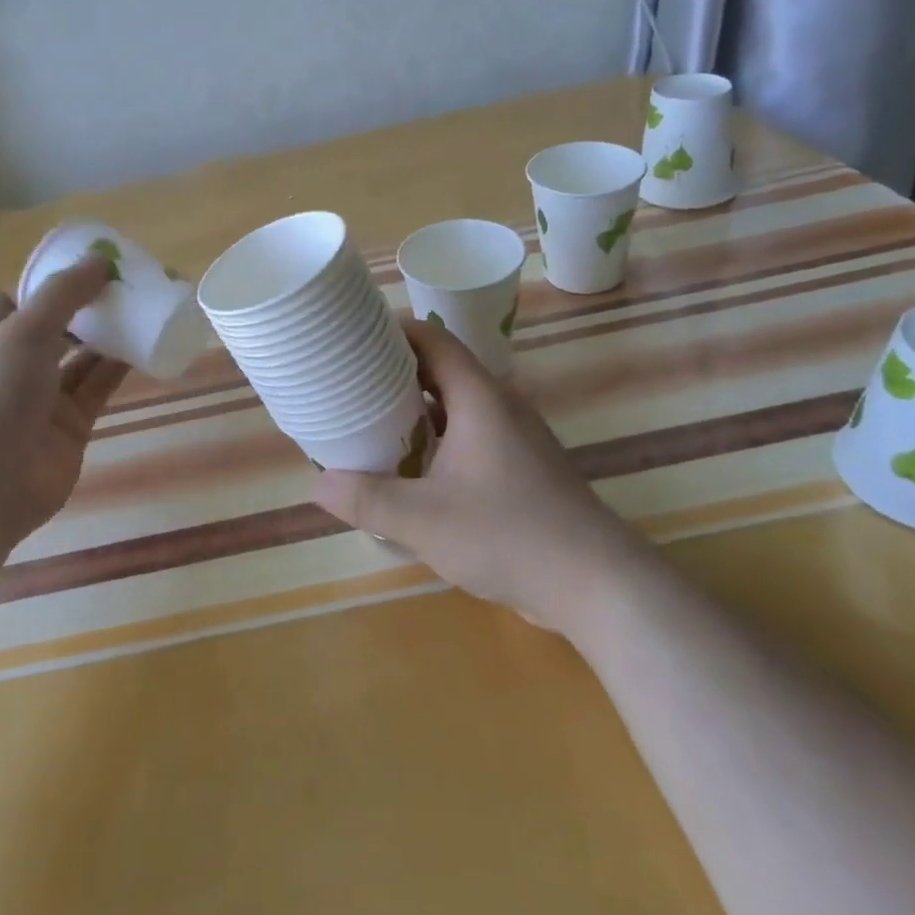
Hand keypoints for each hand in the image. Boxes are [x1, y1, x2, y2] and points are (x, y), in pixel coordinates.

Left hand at [0, 257, 128, 550]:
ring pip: (80, 359)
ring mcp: (40, 400)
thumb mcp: (22, 331)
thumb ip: (63, 295)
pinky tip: (146, 346)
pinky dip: (119, 369)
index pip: (13, 301)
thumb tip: (100, 261)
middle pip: (53, 329)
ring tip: (144, 309)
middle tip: (126, 285)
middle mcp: (11, 368)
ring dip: (108, 337)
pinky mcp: (69, 427)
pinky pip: (97, 389)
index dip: (46, 284)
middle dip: (86, 309)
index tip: (86, 268)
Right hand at [311, 317, 638, 632]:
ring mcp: (516, 437)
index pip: (434, 340)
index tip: (354, 336)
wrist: (596, 584)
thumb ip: (367, 500)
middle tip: (350, 380)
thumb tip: (318, 486)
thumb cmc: (508, 535)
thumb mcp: (423, 520)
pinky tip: (414, 466)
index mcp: (479, 398)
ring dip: (417, 407)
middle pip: (443, 369)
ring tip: (372, 419)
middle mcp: (500, 406)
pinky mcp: (522, 467)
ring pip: (457, 405)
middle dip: (396, 370)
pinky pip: (471, 433)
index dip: (394, 331)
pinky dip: (438, 436)